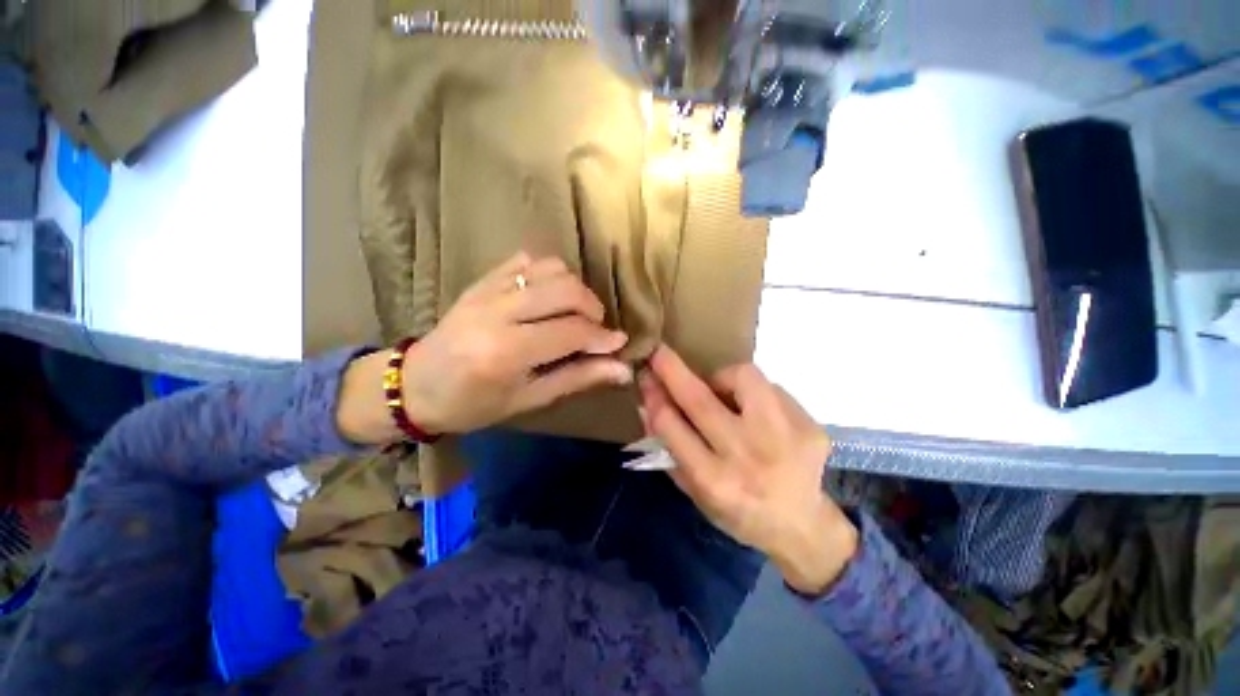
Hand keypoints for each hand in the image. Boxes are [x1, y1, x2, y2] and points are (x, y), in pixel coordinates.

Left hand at [401, 253, 632, 434]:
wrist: (414, 384)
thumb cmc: (473, 404)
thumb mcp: (529, 399)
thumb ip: (577, 378)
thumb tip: (622, 368)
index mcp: (507, 352)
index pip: (572, 331)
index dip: (603, 337)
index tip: (618, 344)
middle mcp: (498, 312)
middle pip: (566, 290)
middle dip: (593, 308)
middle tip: (594, 330)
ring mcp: (487, 289)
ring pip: (551, 268)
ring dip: (574, 289)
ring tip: (573, 313)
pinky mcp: (482, 278)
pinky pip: (528, 260)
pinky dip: (549, 274)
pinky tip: (548, 296)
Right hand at [637, 346, 857, 594]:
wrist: (801, 526)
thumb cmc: (738, 511)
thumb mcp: (694, 492)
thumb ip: (668, 449)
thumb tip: (648, 403)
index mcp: (715, 481)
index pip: (672, 426)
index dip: (654, 395)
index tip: (645, 374)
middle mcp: (748, 457)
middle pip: (701, 401)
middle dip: (673, 371)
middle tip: (660, 353)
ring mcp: (785, 439)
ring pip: (744, 378)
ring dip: (722, 377)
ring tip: (722, 393)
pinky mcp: (810, 427)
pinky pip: (772, 389)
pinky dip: (754, 394)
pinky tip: (756, 414)